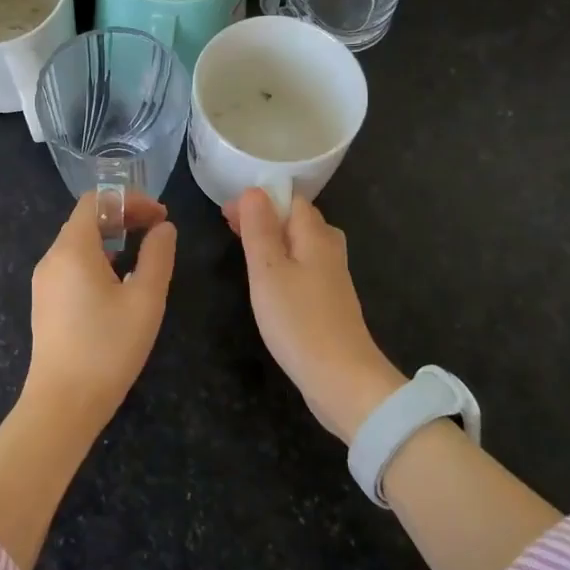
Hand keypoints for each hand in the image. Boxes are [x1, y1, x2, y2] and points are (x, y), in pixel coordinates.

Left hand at [24, 191, 176, 428]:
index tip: (160, 216)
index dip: (129, 200)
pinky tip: (119, 283)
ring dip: (112, 239)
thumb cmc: (108, 348)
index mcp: (72, 249)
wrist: (63, 403)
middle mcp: (52, 258)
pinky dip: (97, 260)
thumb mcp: (145, 299)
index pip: (95, 201)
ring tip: (143, 255)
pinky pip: (71, 266)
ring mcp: (44, 282)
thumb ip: (158, 256)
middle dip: (123, 217)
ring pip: (78, 244)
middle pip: (86, 220)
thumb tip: (163, 228)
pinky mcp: (45, 303)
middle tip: (157, 230)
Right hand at [225, 188, 404, 443]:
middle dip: (264, 216)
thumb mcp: (268, 271)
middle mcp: (329, 248)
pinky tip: (268, 279)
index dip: (259, 198)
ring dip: (272, 239)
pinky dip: (282, 261)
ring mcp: (333, 276)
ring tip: (244, 248)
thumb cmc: (299, 321)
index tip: (227, 212)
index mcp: (315, 235)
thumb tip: (254, 190)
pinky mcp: (330, 300)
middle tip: (229, 227)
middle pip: (298, 218)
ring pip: (301, 242)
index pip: (290, 198)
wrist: (342, 379)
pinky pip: (304, 265)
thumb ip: (260, 229)